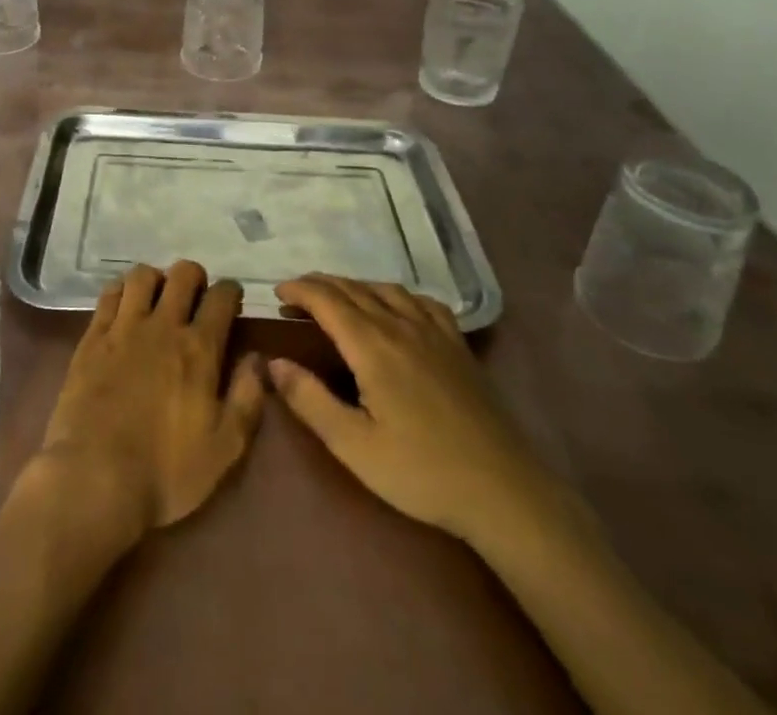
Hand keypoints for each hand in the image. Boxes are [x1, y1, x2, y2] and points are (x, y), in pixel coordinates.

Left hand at [31, 262, 263, 545]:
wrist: (96, 479)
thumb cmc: (167, 472)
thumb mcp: (224, 448)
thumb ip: (247, 398)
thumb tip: (258, 359)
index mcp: (199, 349)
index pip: (222, 297)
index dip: (231, 292)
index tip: (231, 300)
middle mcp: (163, 326)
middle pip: (183, 274)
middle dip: (195, 277)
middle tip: (195, 297)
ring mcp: (124, 328)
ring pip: (142, 275)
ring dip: (156, 280)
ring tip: (157, 299)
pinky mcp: (92, 338)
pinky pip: (109, 295)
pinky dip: (121, 291)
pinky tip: (124, 306)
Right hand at [270, 275, 562, 549]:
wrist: (503, 491)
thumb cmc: (421, 472)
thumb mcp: (354, 446)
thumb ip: (310, 400)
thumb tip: (273, 362)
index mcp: (372, 346)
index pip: (327, 299)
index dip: (299, 289)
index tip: (277, 292)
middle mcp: (400, 325)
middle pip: (353, 289)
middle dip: (320, 285)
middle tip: (295, 295)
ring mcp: (434, 332)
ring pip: (386, 289)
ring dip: (354, 286)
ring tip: (336, 298)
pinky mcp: (458, 345)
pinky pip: (422, 302)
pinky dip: (396, 295)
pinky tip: (395, 307)